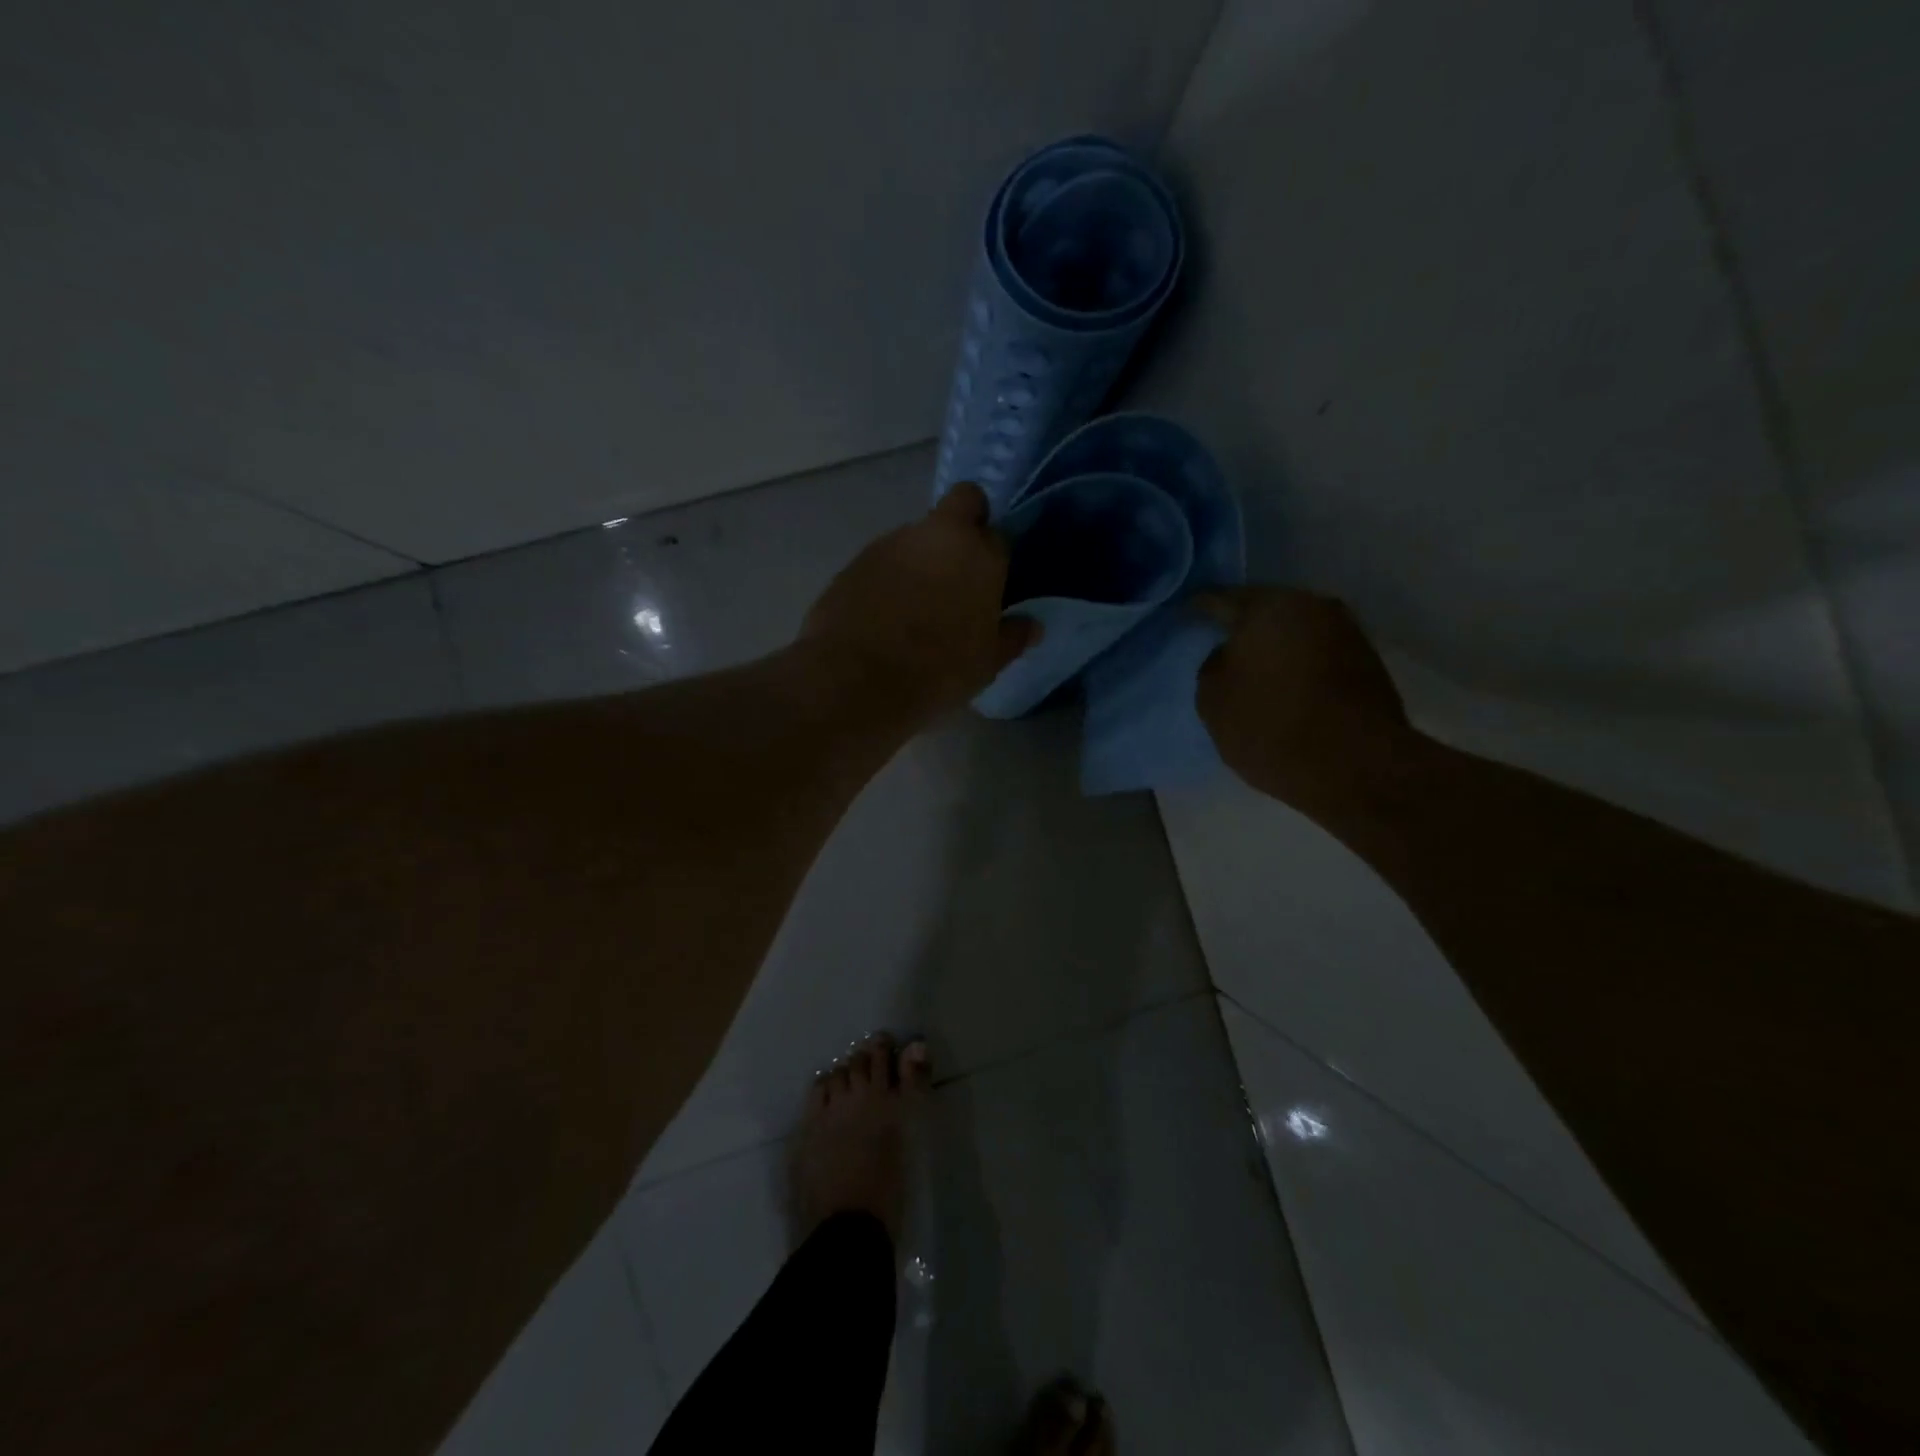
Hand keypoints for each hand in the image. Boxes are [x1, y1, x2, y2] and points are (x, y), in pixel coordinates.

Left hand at [801, 483, 1039, 725]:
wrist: (858, 681)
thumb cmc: (938, 672)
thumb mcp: (986, 663)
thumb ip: (1012, 637)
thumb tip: (1032, 626)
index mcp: (979, 554)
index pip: (999, 533)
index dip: (996, 553)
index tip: (993, 580)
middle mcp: (936, 534)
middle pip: (961, 504)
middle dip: (966, 523)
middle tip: (961, 570)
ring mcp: (890, 543)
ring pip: (917, 535)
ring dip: (922, 558)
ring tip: (916, 606)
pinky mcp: (854, 562)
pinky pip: (883, 561)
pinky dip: (889, 578)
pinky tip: (884, 615)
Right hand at [1194, 587, 1415, 814]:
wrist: (1357, 766)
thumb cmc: (1271, 727)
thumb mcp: (1213, 702)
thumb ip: (1212, 667)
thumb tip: (1228, 656)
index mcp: (1267, 607)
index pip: (1219, 599)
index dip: (1197, 608)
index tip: (1183, 617)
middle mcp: (1311, 606)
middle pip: (1264, 610)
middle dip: (1241, 626)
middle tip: (1217, 643)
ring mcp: (1346, 631)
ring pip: (1294, 630)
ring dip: (1273, 646)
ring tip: (1251, 669)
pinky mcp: (1367, 661)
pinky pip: (1317, 652)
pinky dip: (1297, 663)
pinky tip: (1282, 684)